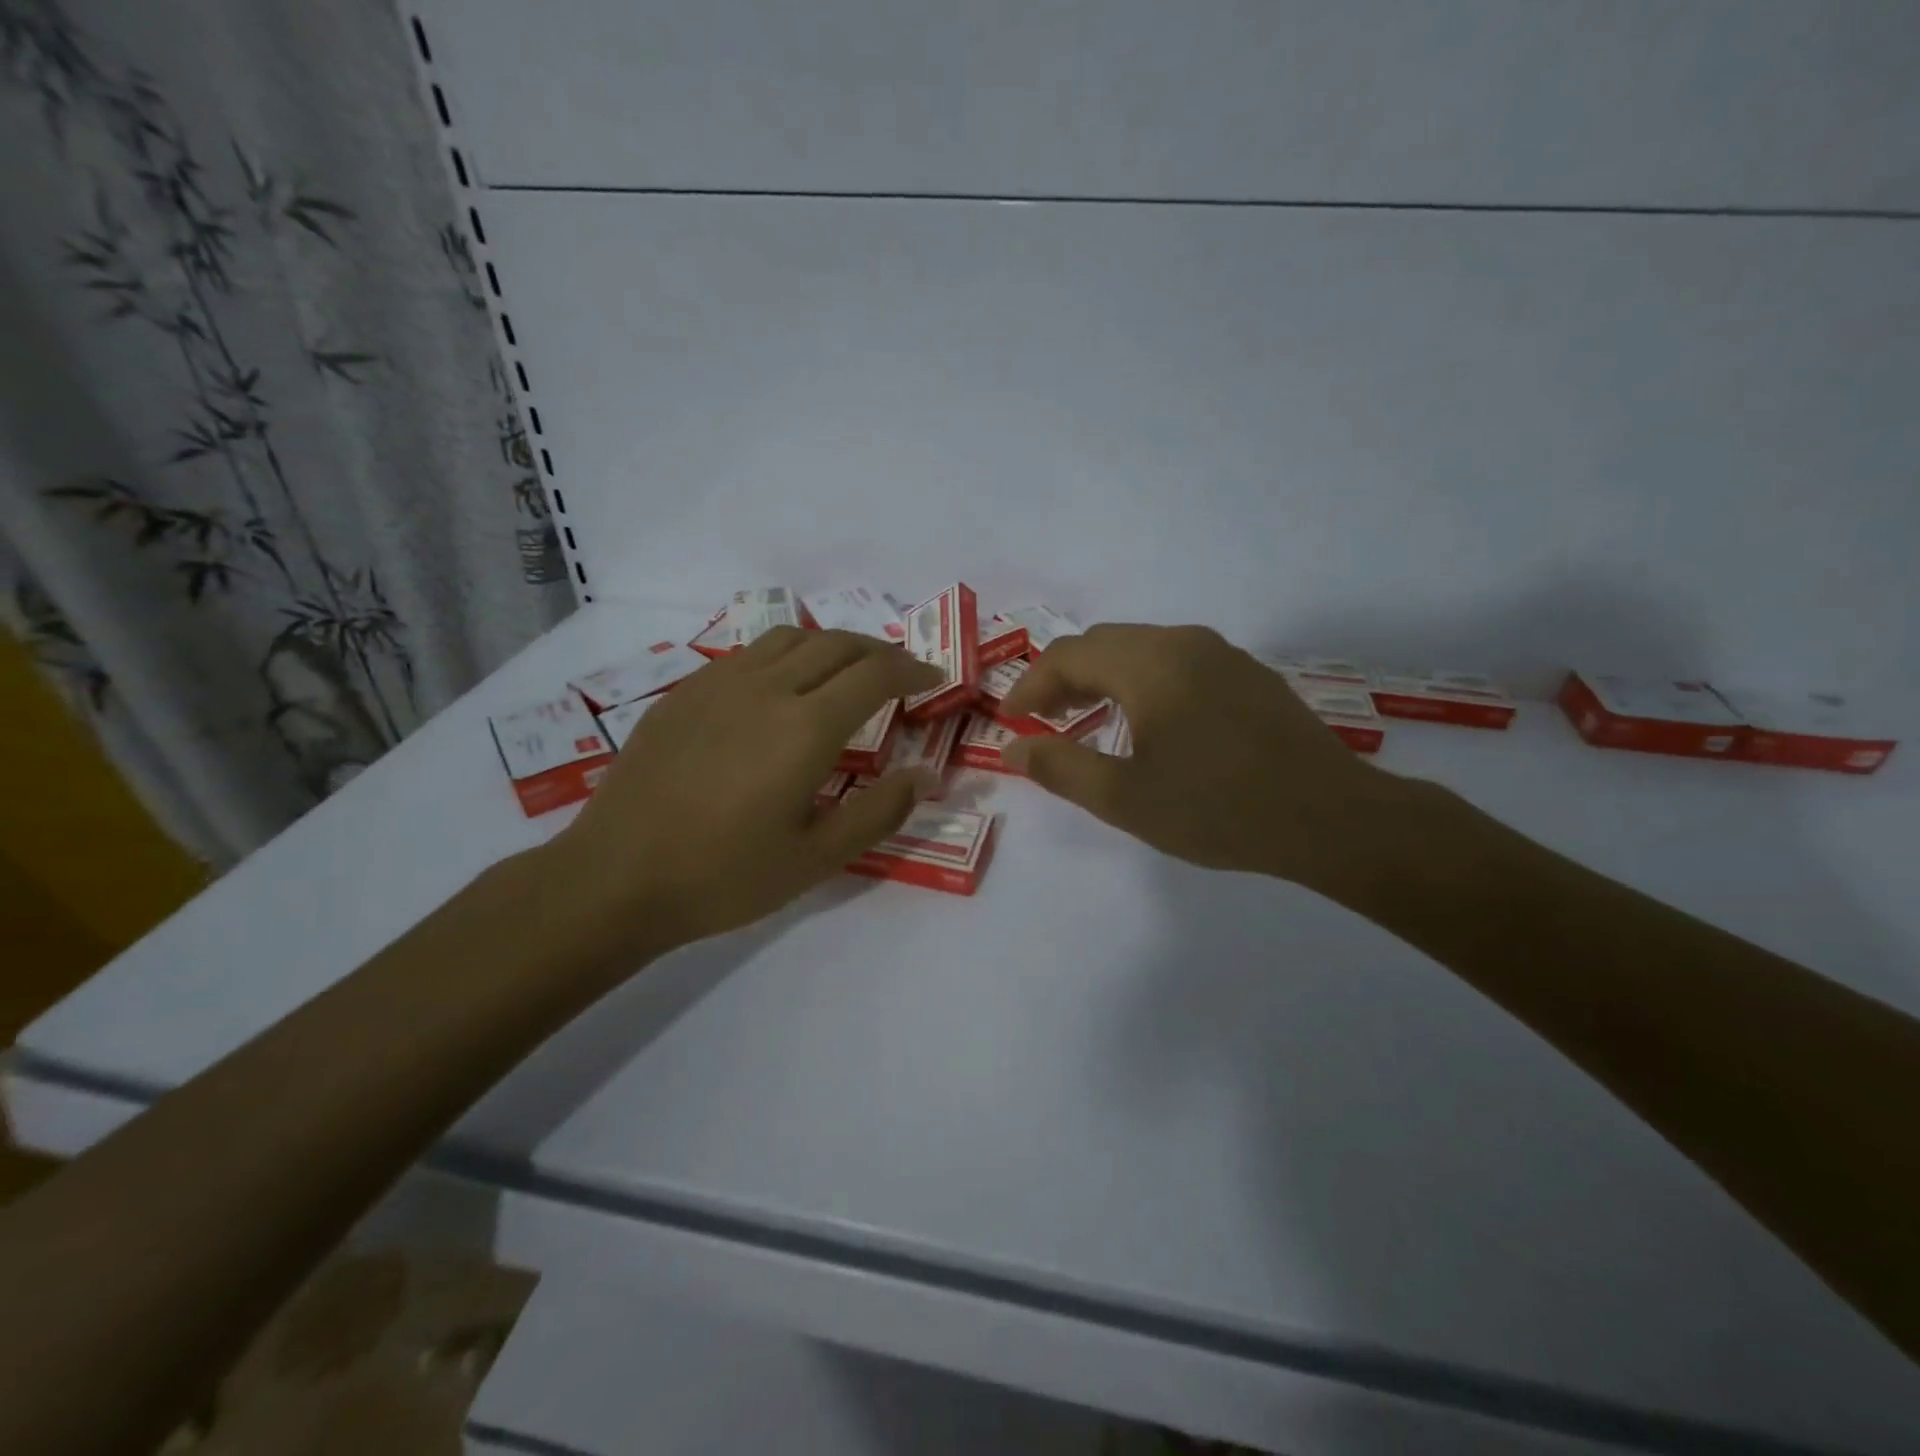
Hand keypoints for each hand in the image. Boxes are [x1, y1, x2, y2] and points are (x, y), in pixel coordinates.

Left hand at [544, 627, 942, 961]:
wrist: (616, 877)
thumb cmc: (724, 875)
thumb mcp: (817, 858)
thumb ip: (880, 812)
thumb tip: (927, 775)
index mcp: (806, 728)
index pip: (876, 675)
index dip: (913, 670)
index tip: (934, 677)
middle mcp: (767, 689)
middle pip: (836, 645)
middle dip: (879, 652)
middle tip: (899, 673)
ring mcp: (719, 684)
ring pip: (789, 639)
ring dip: (831, 645)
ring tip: (845, 670)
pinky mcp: (684, 692)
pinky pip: (748, 654)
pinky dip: (784, 656)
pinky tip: (780, 687)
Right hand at [999, 624, 1412, 893]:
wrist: (1331, 818)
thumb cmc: (1218, 809)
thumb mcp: (1125, 799)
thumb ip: (1060, 768)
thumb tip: (1012, 749)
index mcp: (1149, 665)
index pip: (1067, 656)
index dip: (1030, 685)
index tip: (1012, 722)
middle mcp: (1183, 642)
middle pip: (1103, 643)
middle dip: (1063, 677)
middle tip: (1043, 720)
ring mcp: (1221, 653)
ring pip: (1140, 648)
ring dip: (1102, 676)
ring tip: (1087, 719)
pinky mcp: (1246, 673)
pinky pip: (1175, 659)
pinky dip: (1140, 679)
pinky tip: (1148, 720)